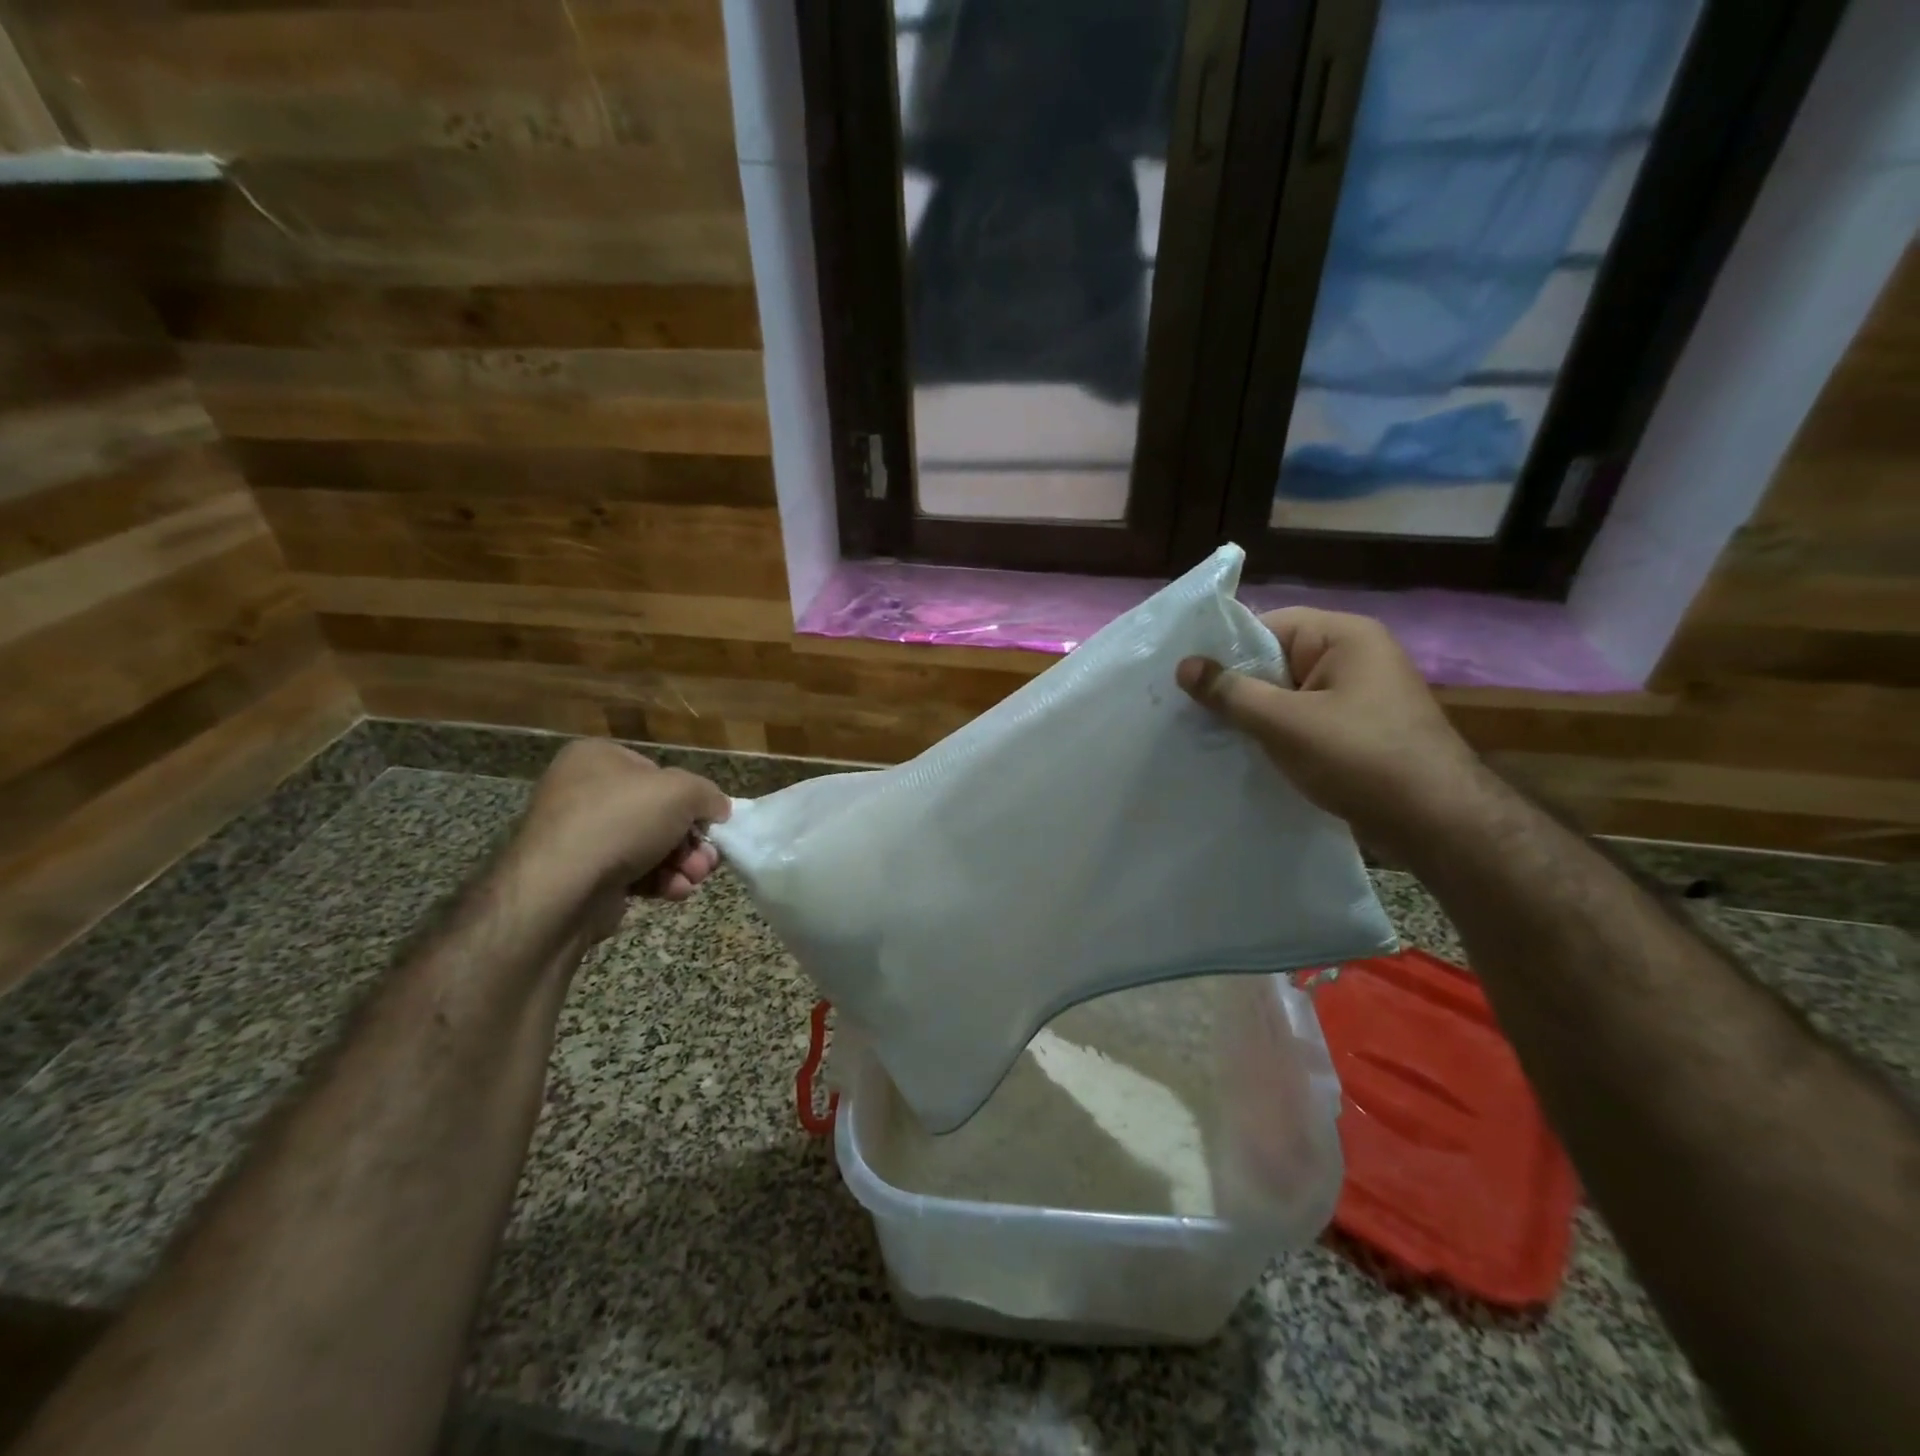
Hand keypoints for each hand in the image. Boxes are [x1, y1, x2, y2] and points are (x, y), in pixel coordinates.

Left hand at [508, 741, 731, 939]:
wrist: (562, 888)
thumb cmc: (621, 821)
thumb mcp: (682, 792)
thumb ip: (708, 794)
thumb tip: (718, 809)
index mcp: (597, 758)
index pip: (658, 772)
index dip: (690, 798)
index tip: (710, 822)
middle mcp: (583, 792)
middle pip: (658, 814)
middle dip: (691, 841)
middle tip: (708, 860)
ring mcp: (580, 836)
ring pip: (650, 847)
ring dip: (681, 864)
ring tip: (694, 878)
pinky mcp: (582, 876)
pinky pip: (631, 873)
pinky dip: (658, 882)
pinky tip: (673, 892)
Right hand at [1177, 607, 1481, 861]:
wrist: (1438, 823)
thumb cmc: (1360, 759)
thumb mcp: (1284, 723)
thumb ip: (1231, 692)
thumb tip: (1184, 665)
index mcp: (1345, 636)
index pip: (1268, 627)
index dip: (1227, 651)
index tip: (1187, 680)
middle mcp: (1355, 656)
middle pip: (1277, 660)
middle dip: (1237, 686)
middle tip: (1191, 711)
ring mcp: (1360, 695)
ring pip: (1288, 694)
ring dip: (1255, 714)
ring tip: (1213, 735)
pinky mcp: (1359, 729)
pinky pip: (1305, 719)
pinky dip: (1278, 733)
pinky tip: (1250, 754)